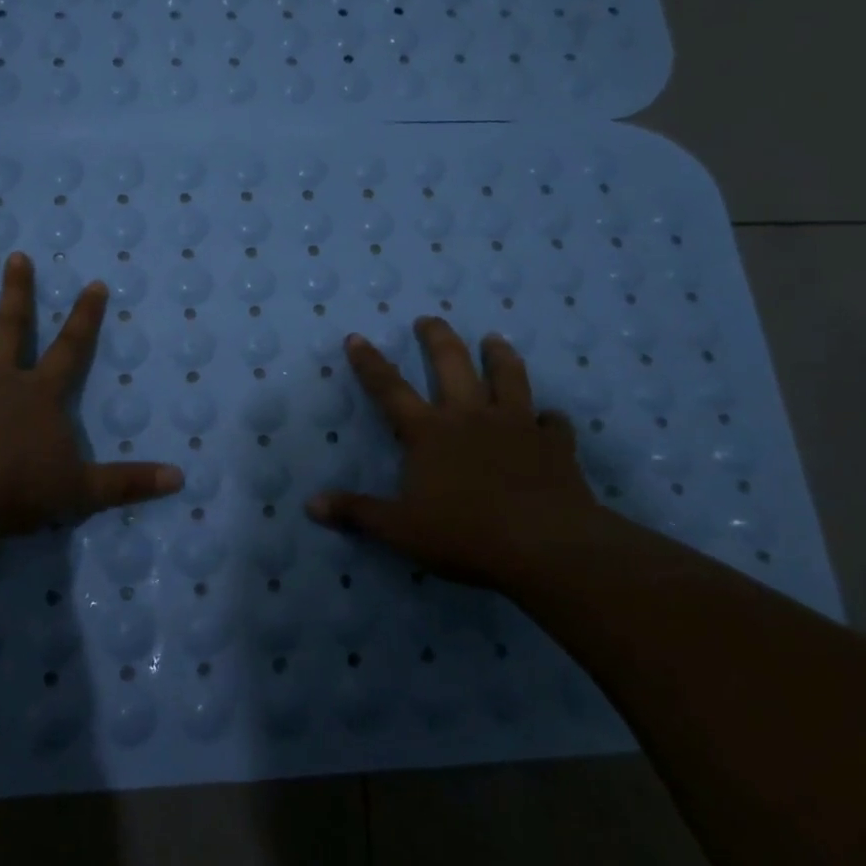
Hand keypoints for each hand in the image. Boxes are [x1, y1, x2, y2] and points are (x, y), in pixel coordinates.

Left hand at [0, 252, 182, 538]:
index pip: (71, 348)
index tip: (94, 282)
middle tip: (14, 257)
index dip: (85, 316)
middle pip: (10, 330)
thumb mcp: (85, 488)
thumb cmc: (22, 489)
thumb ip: (130, 482)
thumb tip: (179, 478)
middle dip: (16, 294)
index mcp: (39, 395)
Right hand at [306, 317, 604, 587]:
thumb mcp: (400, 529)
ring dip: (500, 356)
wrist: (545, 545)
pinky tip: (548, 417)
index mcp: (429, 432)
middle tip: (429, 319)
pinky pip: (553, 423)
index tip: (357, 337)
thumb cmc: (466, 534)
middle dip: (437, 338)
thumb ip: (357, 513)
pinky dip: (549, 418)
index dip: (370, 363)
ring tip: (494, 340)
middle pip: (452, 364)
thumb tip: (311, 505)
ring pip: (508, 377)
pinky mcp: (554, 444)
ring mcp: (516, 425)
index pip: (390, 389)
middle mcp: (471, 416)